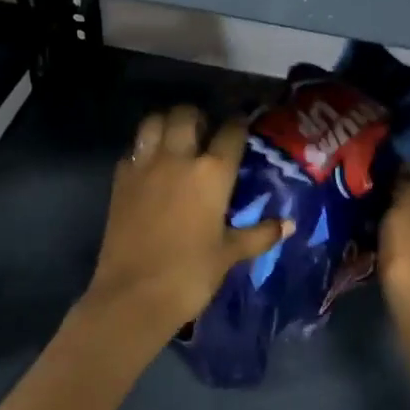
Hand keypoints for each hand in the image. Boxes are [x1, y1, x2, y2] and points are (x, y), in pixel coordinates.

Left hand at [81, 106, 291, 346]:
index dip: (239, 125)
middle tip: (204, 132)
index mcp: (212, 173)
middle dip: (198, 116)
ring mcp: (144, 166)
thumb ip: (259, 234)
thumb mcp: (229, 254)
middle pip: (186, 114)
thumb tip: (289, 224)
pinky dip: (143, 148)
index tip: (242, 127)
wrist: (134, 295)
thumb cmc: (190, 275)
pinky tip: (150, 165)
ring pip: (154, 121)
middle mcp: (178, 158)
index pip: (231, 132)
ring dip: (166, 123)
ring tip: (175, 138)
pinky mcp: (120, 179)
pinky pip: (133, 149)